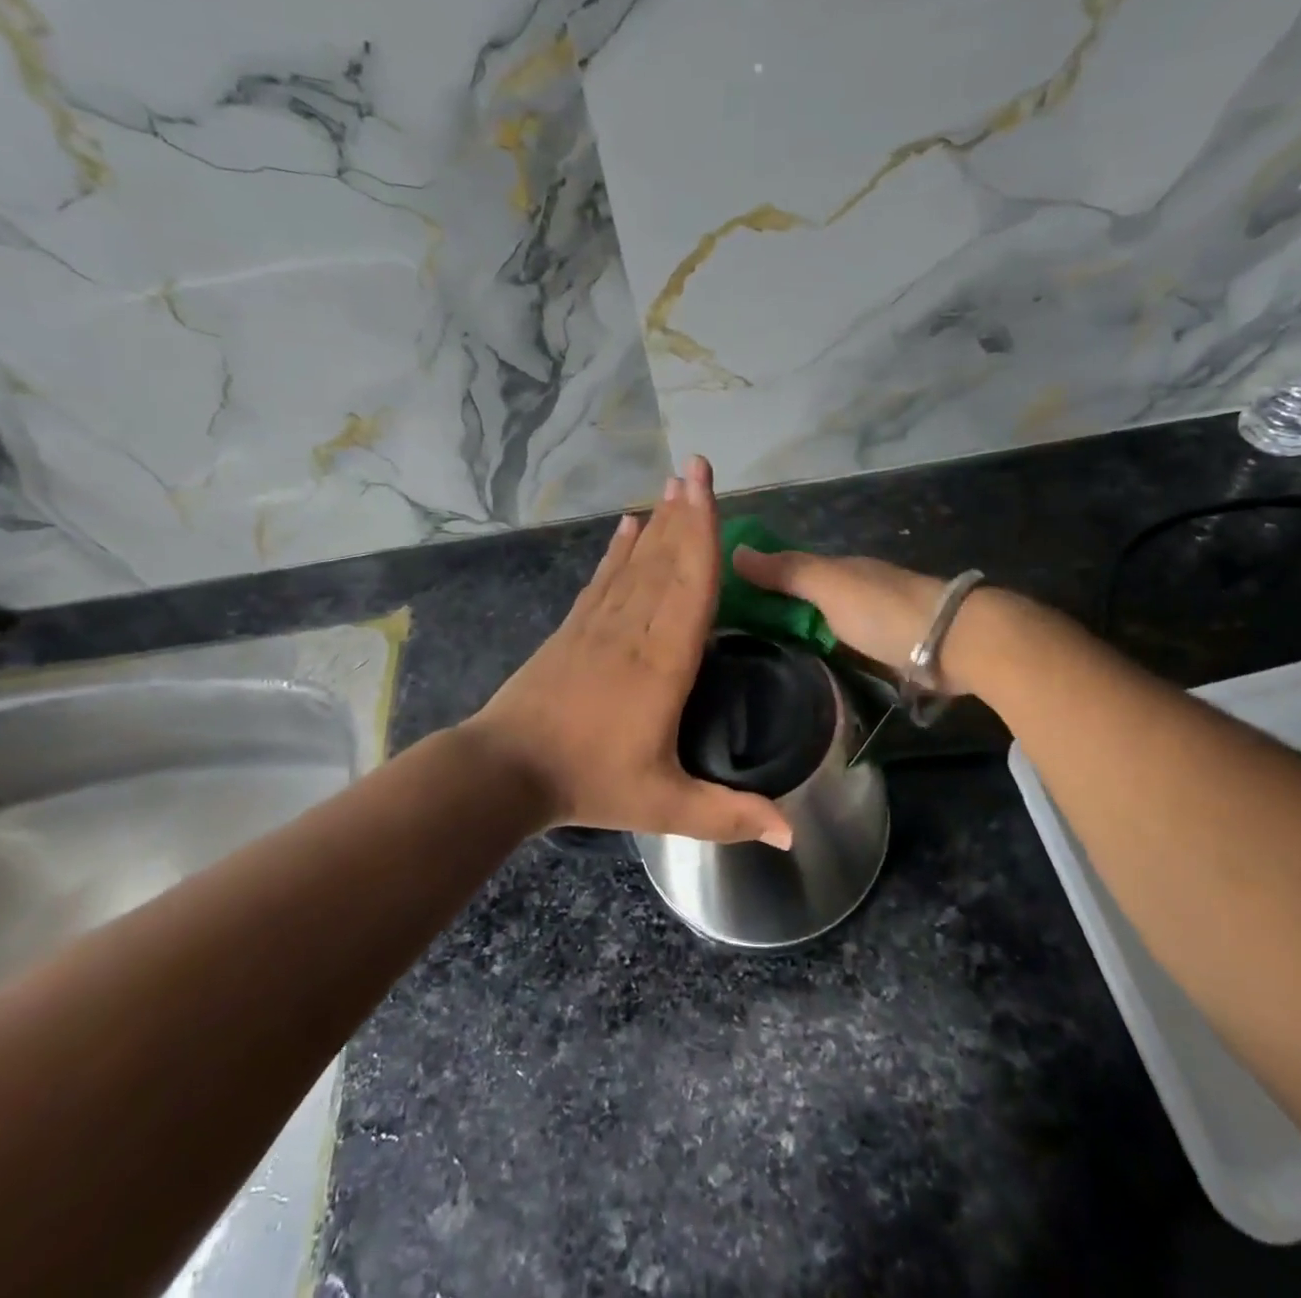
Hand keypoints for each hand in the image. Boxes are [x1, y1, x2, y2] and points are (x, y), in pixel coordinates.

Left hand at [469, 457, 793, 848]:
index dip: (703, 534)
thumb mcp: (665, 806)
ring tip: (672, 484)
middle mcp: (633, 630)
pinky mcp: (573, 629)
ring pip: (636, 563)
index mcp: (663, 662)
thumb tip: (792, 833)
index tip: (708, 489)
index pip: (691, 586)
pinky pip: (602, 579)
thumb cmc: (590, 783)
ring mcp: (598, 625)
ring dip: (657, 522)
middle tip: (696, 467)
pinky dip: (618, 550)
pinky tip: (628, 526)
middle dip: (684, 512)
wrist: (507, 769)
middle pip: (665, 561)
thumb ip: (729, 815)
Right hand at [733, 547, 975, 694]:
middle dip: (778, 609)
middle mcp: (856, 590)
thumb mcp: (828, 585)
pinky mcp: (889, 651)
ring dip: (801, 633)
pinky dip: (825, 652)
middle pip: (808, 598)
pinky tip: (808, 668)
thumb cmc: (884, 609)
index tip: (726, 602)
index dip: (761, 581)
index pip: (790, 569)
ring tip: (762, 658)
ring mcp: (875, 621)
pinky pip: (844, 648)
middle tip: (736, 639)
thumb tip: (734, 551)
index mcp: (840, 569)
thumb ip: (786, 571)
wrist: (954, 641)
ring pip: (826, 624)